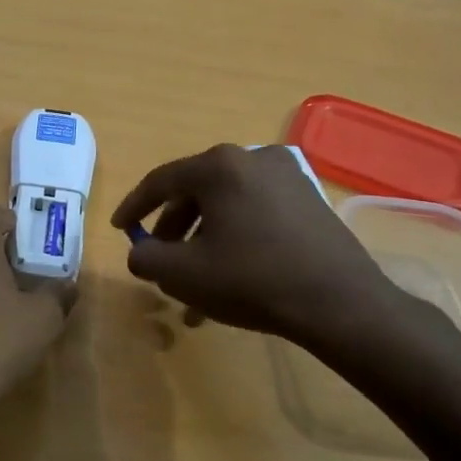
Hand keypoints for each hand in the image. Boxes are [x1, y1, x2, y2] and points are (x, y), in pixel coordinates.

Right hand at [110, 144, 408, 360]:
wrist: (340, 303)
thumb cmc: (252, 280)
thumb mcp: (183, 274)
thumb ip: (145, 257)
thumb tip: (141, 252)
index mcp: (219, 166)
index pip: (161, 181)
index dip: (134, 207)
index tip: (120, 229)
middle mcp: (253, 157)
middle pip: (196, 191)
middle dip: (173, 229)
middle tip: (160, 258)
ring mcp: (288, 175)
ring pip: (227, 205)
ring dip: (205, 239)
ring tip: (197, 281)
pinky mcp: (310, 198)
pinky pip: (256, 211)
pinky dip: (235, 236)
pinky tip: (232, 273)